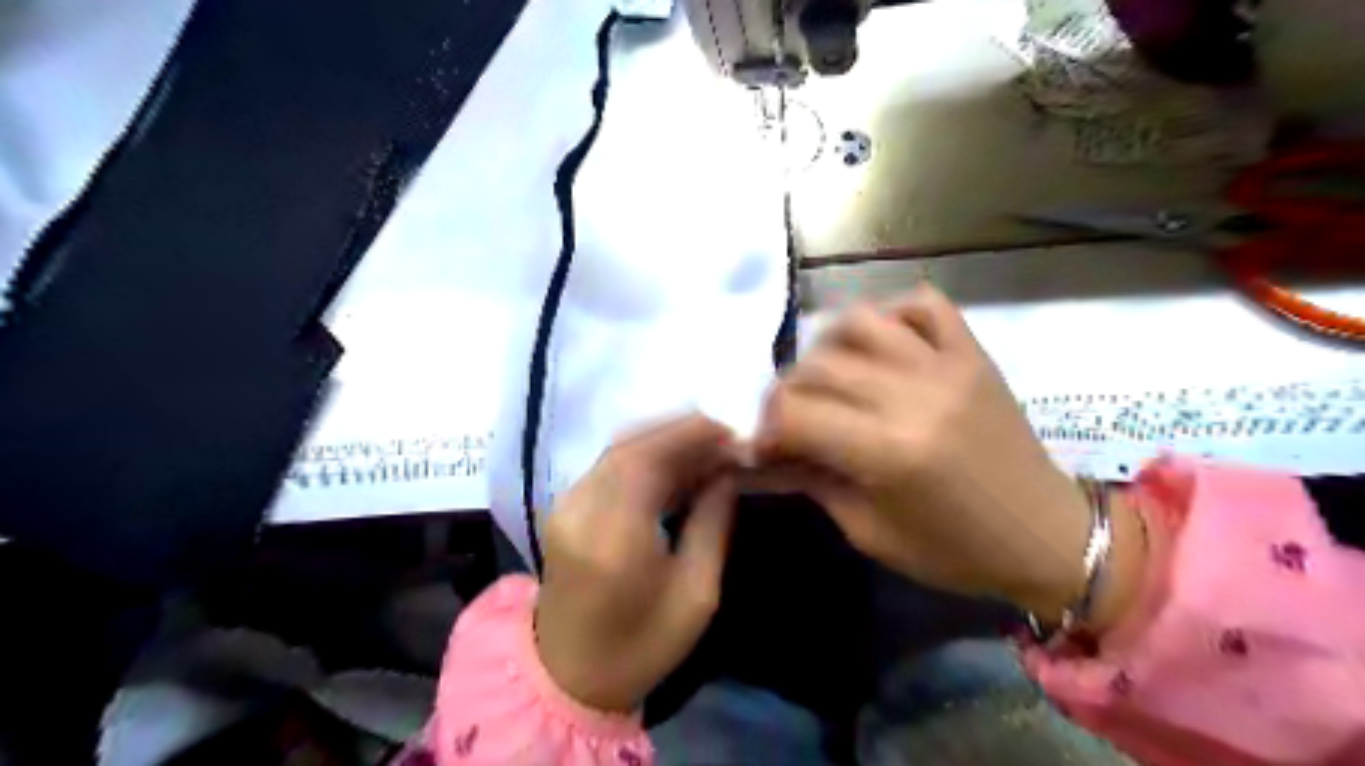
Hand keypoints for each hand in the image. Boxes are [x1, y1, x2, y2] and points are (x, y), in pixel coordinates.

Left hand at [533, 413, 736, 710]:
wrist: (569, 678)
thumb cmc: (642, 646)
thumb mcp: (697, 593)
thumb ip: (713, 522)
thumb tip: (728, 470)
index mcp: (613, 538)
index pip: (647, 459)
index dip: (689, 433)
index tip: (730, 427)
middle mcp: (580, 511)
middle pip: (629, 446)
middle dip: (680, 430)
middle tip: (724, 431)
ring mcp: (565, 507)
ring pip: (617, 450)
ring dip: (663, 440)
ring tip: (708, 444)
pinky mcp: (564, 509)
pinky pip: (609, 466)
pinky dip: (645, 455)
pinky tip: (677, 463)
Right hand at [758, 284, 1143, 624]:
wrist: (1048, 537)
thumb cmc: (955, 550)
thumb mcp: (869, 530)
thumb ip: (810, 481)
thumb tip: (760, 457)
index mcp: (887, 452)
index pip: (794, 413)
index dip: (764, 428)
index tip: (762, 445)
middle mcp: (913, 395)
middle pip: (817, 366)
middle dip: (786, 392)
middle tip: (788, 419)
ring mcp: (946, 366)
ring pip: (860, 321)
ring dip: (827, 346)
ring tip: (827, 376)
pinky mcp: (972, 353)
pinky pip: (923, 304)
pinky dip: (890, 314)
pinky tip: (880, 345)